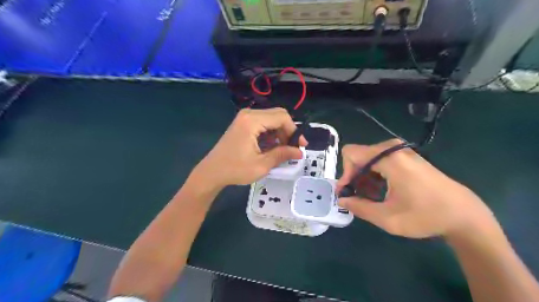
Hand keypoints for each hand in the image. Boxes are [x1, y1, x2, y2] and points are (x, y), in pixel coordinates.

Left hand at [193, 108, 307, 187]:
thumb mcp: (261, 165)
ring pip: (271, 119)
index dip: (294, 131)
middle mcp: (248, 114)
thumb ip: (282, 155)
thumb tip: (300, 152)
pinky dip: (272, 133)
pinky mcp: (243, 124)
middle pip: (278, 115)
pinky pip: (263, 123)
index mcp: (252, 121)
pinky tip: (272, 147)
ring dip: (280, 133)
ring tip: (283, 150)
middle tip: (292, 148)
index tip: (301, 146)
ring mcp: (245, 118)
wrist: (212, 172)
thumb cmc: (235, 169)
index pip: (282, 117)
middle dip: (288, 131)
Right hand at [338, 138, 494, 237]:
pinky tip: (382, 192)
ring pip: (369, 158)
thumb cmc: (425, 216)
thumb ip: (359, 207)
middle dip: (354, 177)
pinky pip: (381, 160)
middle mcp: (394, 149)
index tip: (348, 192)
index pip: (351, 153)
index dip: (345, 173)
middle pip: (359, 156)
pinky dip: (376, 175)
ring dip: (365, 177)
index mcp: (388, 159)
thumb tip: (341, 200)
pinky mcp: (408, 157)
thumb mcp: (387, 218)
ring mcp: (402, 152)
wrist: (464, 215)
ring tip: (371, 197)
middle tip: (358, 197)